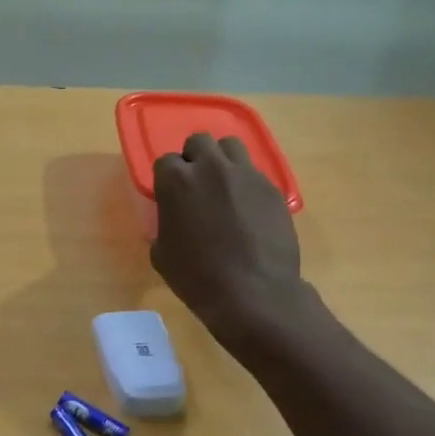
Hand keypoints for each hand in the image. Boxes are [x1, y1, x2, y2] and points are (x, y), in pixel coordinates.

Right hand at [151, 133, 307, 344]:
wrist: (253, 293)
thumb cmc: (197, 278)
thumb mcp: (162, 255)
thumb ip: (164, 224)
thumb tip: (173, 218)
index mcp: (176, 181)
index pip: (166, 161)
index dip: (168, 178)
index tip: (171, 196)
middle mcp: (211, 167)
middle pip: (200, 141)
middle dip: (195, 158)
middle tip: (197, 184)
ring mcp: (246, 174)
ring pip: (231, 147)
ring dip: (223, 161)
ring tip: (225, 187)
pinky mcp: (273, 188)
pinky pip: (256, 174)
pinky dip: (247, 185)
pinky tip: (249, 211)